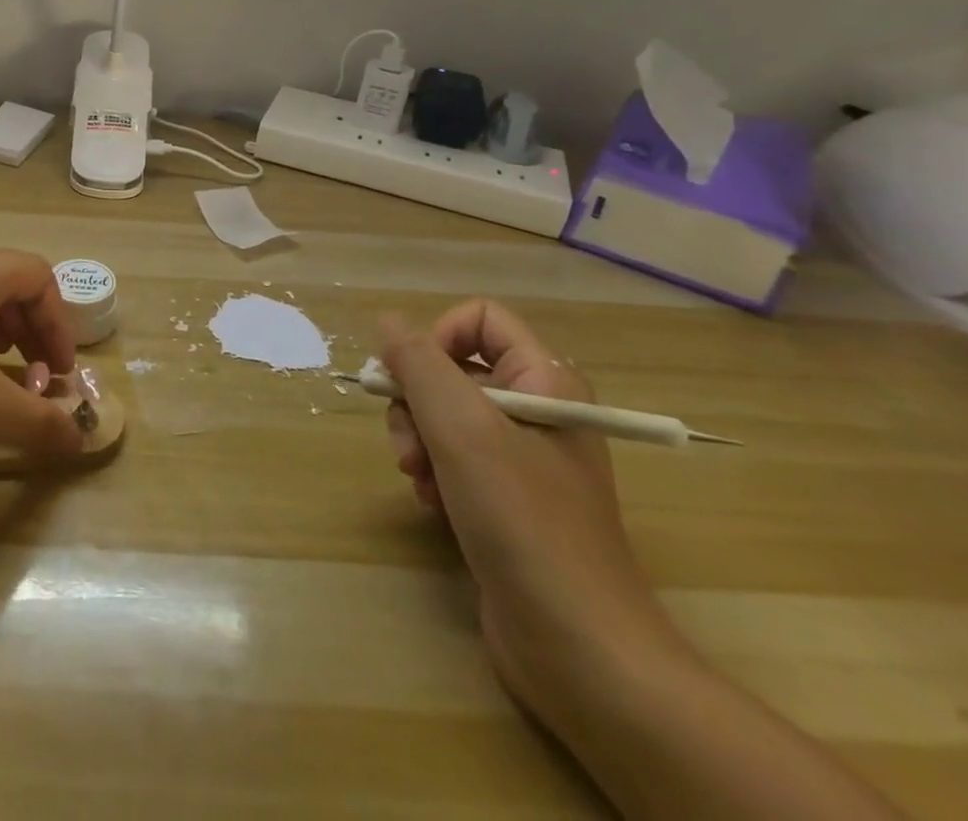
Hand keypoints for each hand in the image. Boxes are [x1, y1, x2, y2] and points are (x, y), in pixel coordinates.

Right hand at [382, 301, 693, 725]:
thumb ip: (418, 363)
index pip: (480, 319)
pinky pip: (454, 459)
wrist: (581, 649)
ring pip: (446, 416)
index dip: (438, 337)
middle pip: (453, 369)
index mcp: (545, 381)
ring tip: (418, 479)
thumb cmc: (523, 521)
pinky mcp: (508, 500)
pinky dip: (435, 475)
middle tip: (409, 444)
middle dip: (418, 401)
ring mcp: (524, 459)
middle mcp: (537, 410)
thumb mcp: (460, 428)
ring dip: (419, 441)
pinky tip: (434, 505)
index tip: (413, 378)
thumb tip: (387, 320)